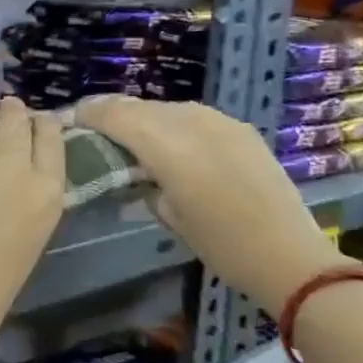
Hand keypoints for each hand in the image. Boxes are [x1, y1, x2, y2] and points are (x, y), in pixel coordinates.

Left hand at [0, 98, 64, 362]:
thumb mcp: (26, 246)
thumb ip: (25, 206)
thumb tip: (12, 184)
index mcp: (46, 195)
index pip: (52, 139)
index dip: (42, 125)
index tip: (36, 120)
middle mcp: (14, 166)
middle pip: (16, 121)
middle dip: (11, 112)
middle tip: (7, 107)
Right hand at [76, 97, 340, 315]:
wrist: (290, 255)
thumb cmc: (221, 245)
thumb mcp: (168, 214)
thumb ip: (142, 179)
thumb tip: (132, 166)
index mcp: (167, 145)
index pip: (115, 115)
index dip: (89, 113)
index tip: (72, 119)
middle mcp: (191, 122)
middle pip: (139, 107)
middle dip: (114, 114)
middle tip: (96, 128)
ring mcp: (219, 121)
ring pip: (166, 108)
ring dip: (145, 118)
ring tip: (132, 136)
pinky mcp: (240, 128)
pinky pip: (194, 116)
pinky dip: (174, 124)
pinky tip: (173, 144)